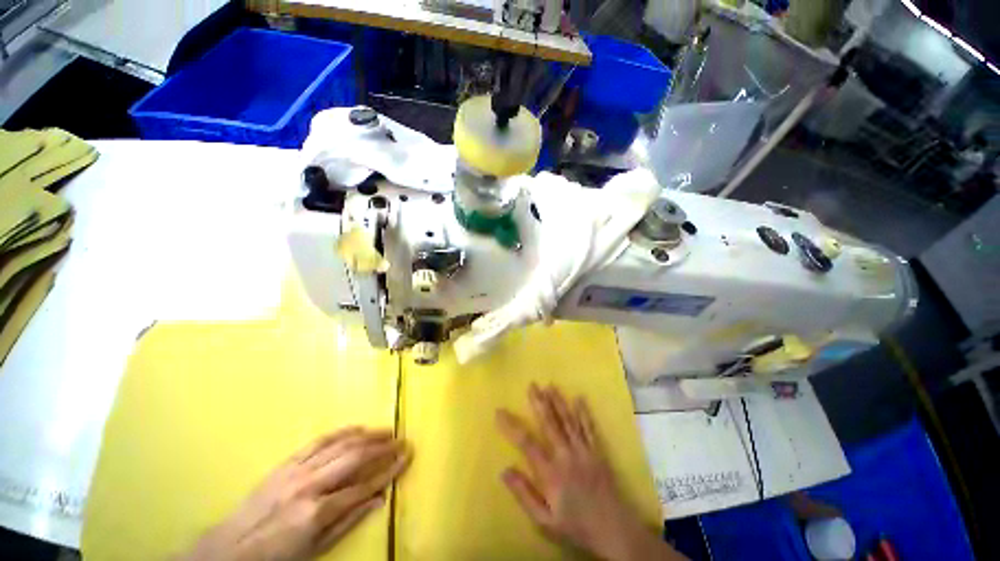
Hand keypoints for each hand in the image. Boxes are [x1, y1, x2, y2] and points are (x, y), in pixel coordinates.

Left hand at [184, 427, 410, 560]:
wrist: (229, 550)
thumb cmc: (277, 558)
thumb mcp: (315, 551)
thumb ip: (348, 522)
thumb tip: (380, 499)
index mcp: (318, 511)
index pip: (365, 484)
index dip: (390, 469)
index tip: (407, 456)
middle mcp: (310, 485)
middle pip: (356, 457)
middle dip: (383, 446)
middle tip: (402, 439)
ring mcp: (297, 470)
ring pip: (341, 444)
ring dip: (368, 435)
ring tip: (387, 430)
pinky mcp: (287, 463)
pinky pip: (319, 440)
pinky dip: (342, 432)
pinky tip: (357, 427)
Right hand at [496, 384, 684, 560]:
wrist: (614, 531)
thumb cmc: (576, 527)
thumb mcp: (545, 521)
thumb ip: (524, 495)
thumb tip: (504, 470)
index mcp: (551, 472)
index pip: (526, 443)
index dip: (511, 426)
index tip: (500, 411)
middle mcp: (566, 455)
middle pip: (549, 423)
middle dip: (539, 402)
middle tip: (531, 385)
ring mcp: (584, 451)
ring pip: (568, 421)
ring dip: (558, 402)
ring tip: (550, 385)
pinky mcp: (598, 452)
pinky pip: (589, 428)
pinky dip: (584, 413)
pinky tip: (579, 398)